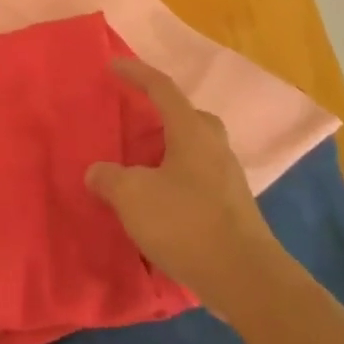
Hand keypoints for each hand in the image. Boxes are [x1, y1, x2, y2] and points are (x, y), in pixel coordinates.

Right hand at [86, 60, 274, 317]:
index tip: (114, 65)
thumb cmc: (186, 223)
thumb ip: (109, 178)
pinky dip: (178, 179)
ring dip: (169, 150)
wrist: (245, 278)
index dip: (137, 73)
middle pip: (187, 117)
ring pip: (195, 149)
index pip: (162, 88)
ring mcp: (229, 178)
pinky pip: (199, 177)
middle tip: (135, 122)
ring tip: (142, 166)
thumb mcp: (133, 197)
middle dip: (161, 114)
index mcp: (191, 131)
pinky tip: (161, 201)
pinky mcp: (234, 207)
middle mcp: (214, 146)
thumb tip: (97, 172)